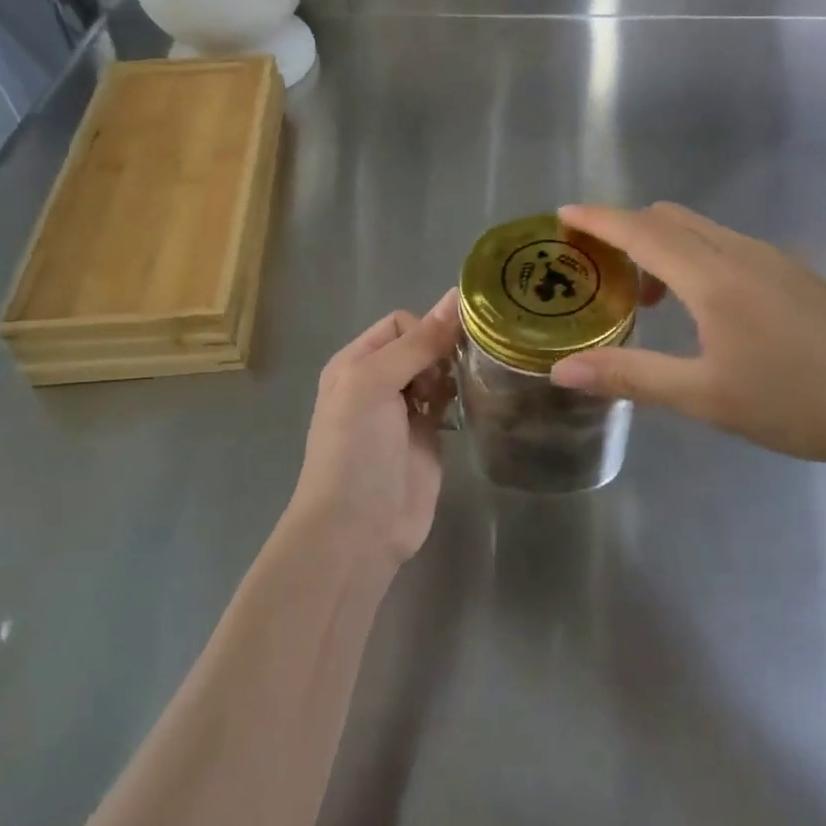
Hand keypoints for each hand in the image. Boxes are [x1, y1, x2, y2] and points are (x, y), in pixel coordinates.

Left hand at [289, 291, 460, 568]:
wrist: (356, 529)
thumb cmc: (356, 448)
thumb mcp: (375, 383)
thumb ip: (417, 342)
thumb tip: (456, 296)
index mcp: (356, 362)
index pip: (400, 323)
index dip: (425, 330)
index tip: (441, 354)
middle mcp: (379, 381)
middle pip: (422, 345)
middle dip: (442, 351)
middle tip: (450, 376)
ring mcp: (405, 411)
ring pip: (439, 372)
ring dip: (453, 374)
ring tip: (460, 391)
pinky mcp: (428, 438)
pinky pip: (449, 403)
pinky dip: (460, 398)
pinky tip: (469, 405)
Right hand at [550, 203, 825, 474]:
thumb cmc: (797, 401)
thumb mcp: (704, 397)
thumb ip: (629, 376)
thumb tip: (561, 370)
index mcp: (713, 276)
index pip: (640, 230)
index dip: (597, 219)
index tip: (562, 214)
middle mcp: (741, 252)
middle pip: (669, 218)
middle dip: (626, 231)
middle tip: (600, 270)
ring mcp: (776, 259)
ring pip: (702, 230)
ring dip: (663, 246)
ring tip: (651, 299)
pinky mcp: (799, 273)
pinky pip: (728, 245)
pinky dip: (695, 257)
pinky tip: (707, 309)